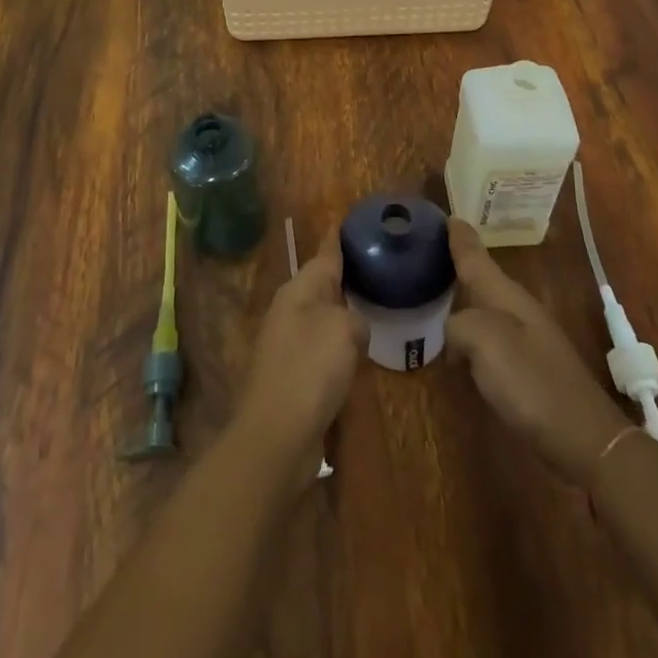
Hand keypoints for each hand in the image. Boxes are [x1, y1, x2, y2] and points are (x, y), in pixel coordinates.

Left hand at [235, 231, 366, 463]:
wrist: (277, 435)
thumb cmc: (310, 370)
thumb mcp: (343, 331)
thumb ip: (355, 317)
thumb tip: (354, 326)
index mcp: (299, 290)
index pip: (325, 254)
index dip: (341, 238)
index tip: (355, 221)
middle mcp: (290, 310)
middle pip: (323, 284)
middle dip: (348, 276)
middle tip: (380, 266)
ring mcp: (289, 344)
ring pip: (324, 317)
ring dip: (346, 312)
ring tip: (377, 305)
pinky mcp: (294, 375)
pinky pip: (323, 348)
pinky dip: (341, 345)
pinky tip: (360, 351)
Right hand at [445, 218, 629, 484]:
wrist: (586, 440)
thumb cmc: (533, 384)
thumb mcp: (486, 343)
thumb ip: (459, 325)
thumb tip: (453, 331)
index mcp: (506, 295)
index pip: (476, 256)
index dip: (459, 237)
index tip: (445, 216)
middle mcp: (517, 309)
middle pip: (481, 278)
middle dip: (458, 263)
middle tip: (428, 253)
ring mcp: (526, 339)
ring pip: (485, 307)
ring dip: (463, 298)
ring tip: (435, 294)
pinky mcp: (528, 368)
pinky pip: (490, 337)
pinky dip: (470, 333)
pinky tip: (458, 347)